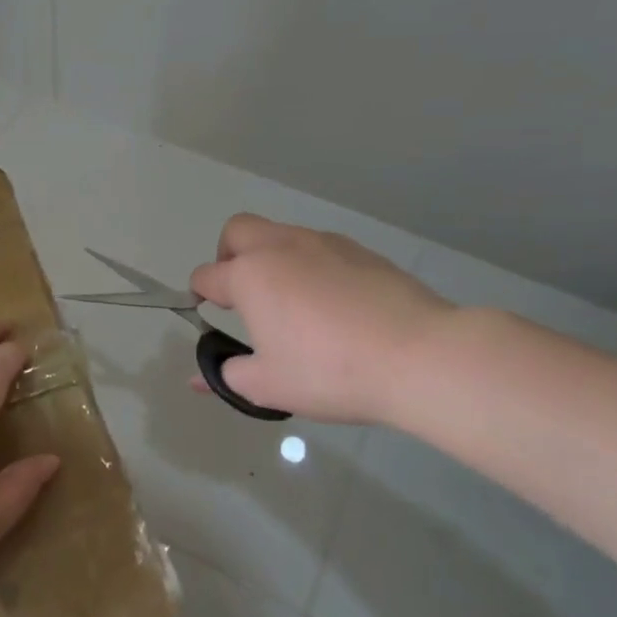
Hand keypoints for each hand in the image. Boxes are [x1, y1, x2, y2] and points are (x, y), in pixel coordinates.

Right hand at [189, 214, 454, 426]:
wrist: (418, 356)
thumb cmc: (330, 372)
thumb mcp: (269, 386)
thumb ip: (227, 376)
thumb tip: (198, 379)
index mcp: (250, 276)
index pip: (206, 276)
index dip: (200, 296)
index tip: (208, 316)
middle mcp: (281, 247)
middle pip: (238, 231)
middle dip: (228, 255)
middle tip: (242, 293)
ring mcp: (324, 243)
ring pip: (282, 234)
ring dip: (273, 259)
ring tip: (293, 304)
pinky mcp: (362, 251)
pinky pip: (321, 248)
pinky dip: (312, 266)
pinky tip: (334, 305)